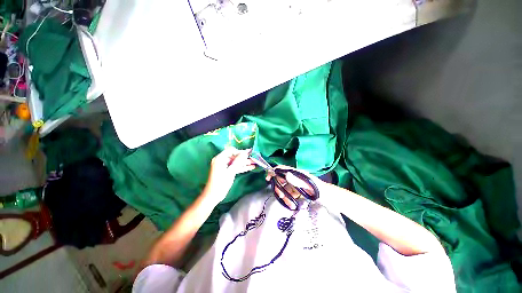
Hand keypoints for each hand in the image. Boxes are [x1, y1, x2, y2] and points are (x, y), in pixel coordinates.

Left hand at [203, 147, 255, 204]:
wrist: (213, 195)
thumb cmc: (221, 183)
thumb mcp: (231, 171)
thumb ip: (238, 161)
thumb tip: (245, 152)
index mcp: (220, 158)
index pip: (231, 150)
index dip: (240, 152)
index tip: (249, 154)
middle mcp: (222, 160)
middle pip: (235, 156)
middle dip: (244, 158)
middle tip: (254, 158)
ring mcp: (224, 166)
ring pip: (236, 162)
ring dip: (245, 163)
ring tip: (255, 163)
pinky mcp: (227, 171)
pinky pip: (235, 167)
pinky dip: (242, 167)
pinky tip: (250, 167)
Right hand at [266, 165, 326, 208]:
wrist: (330, 198)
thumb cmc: (320, 190)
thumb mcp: (308, 185)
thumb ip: (296, 180)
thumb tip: (284, 174)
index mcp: (296, 173)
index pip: (282, 169)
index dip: (274, 172)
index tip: (268, 178)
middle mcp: (295, 177)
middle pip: (281, 179)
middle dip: (279, 187)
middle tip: (280, 195)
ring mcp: (296, 184)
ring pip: (285, 188)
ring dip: (284, 195)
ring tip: (289, 204)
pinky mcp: (298, 191)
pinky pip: (290, 193)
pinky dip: (289, 199)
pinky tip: (292, 205)